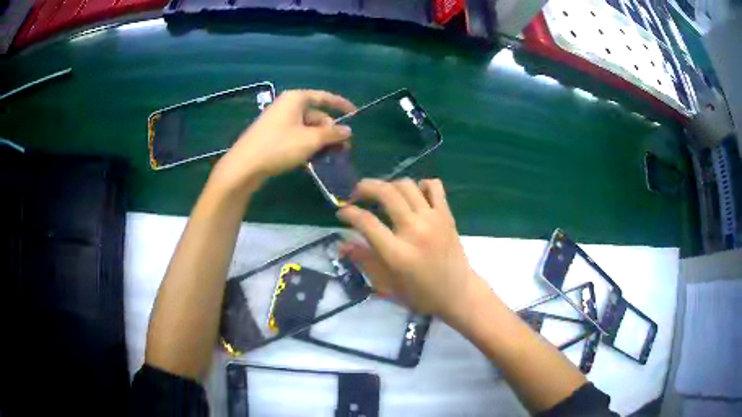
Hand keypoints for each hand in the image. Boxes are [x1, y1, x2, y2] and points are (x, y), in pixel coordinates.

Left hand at [212, 89, 355, 190]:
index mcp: (296, 99)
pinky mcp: (272, 135)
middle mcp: (287, 105)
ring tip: (331, 156)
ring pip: (306, 128)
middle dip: (330, 130)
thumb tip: (348, 131)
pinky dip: (307, 145)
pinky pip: (296, 136)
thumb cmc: (279, 146)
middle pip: (316, 115)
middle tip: (344, 148)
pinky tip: (313, 159)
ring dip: (320, 141)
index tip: (355, 113)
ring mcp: (278, 121)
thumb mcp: (310, 140)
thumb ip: (332, 134)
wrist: (244, 166)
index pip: (324, 97)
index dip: (341, 105)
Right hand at [337, 178, 482, 319]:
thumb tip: (342, 244)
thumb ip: (364, 260)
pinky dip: (420, 185)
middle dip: (365, 188)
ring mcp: (433, 219)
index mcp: (397, 253)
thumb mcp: (388, 284)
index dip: (348, 213)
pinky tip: (413, 196)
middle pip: (386, 193)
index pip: (366, 222)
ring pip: (407, 185)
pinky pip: (434, 186)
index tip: (341, 212)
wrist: (458, 293)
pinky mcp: (447, 215)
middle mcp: (415, 230)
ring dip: (389, 185)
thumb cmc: (421, 294)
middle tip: (356, 195)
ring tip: (382, 195)